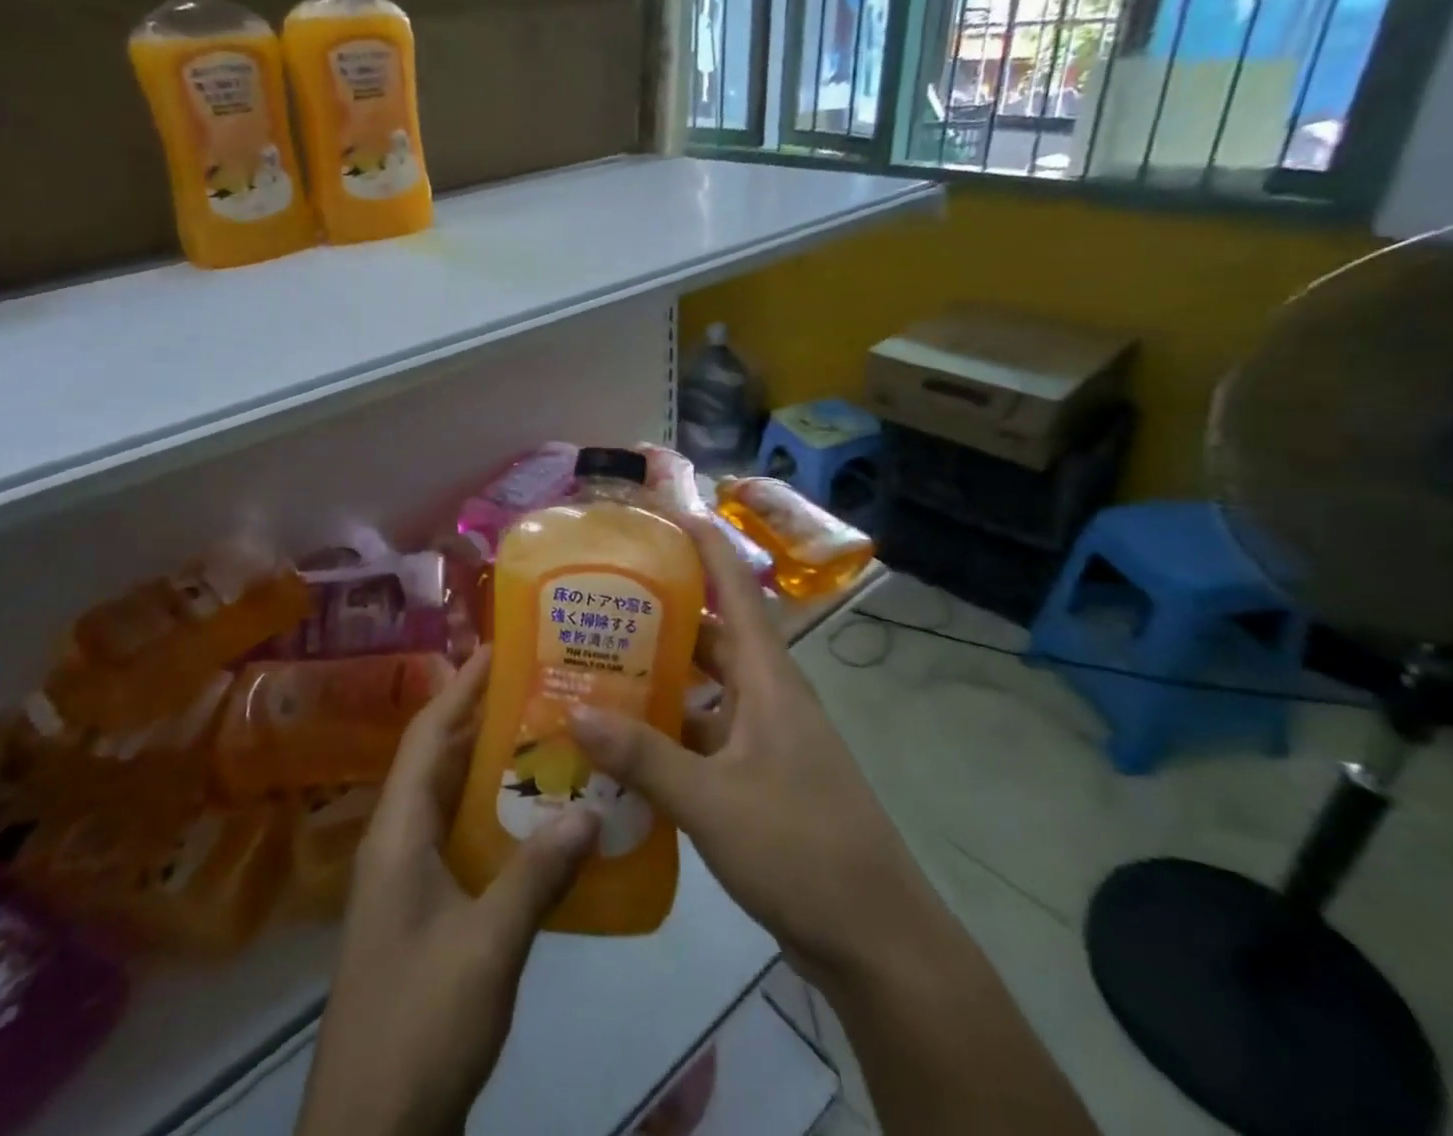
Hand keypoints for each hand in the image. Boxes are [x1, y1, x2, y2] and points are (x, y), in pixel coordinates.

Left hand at [296, 648, 599, 1135]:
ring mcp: (408, 878)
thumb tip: (591, 808)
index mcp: (398, 831)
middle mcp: (397, 841)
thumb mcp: (487, 945)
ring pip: (452, 799)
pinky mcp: (424, 909)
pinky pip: (461, 839)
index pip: (429, 733)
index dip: (462, 686)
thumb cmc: (419, 1022)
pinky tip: (539, 820)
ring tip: (549, 737)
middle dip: (484, 717)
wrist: (369, 1134)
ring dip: (493, 766)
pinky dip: (495, 816)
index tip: (499, 647)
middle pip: (440, 758)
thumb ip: (538, 873)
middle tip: (542, 686)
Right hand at [571, 520, 1099, 1134]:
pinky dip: (666, 732)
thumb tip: (575, 714)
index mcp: (767, 678)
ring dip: (658, 678)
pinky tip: (621, 744)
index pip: (736, 588)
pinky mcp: (757, 777)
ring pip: (703, 688)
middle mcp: (766, 695)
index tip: (662, 512)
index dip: (704, 543)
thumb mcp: (713, 801)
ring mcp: (763, 738)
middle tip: (598, 601)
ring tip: (595, 668)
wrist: (876, 940)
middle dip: (660, 613)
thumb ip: (644, 756)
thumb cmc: (802, 848)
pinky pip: (703, 735)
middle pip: (710, 635)